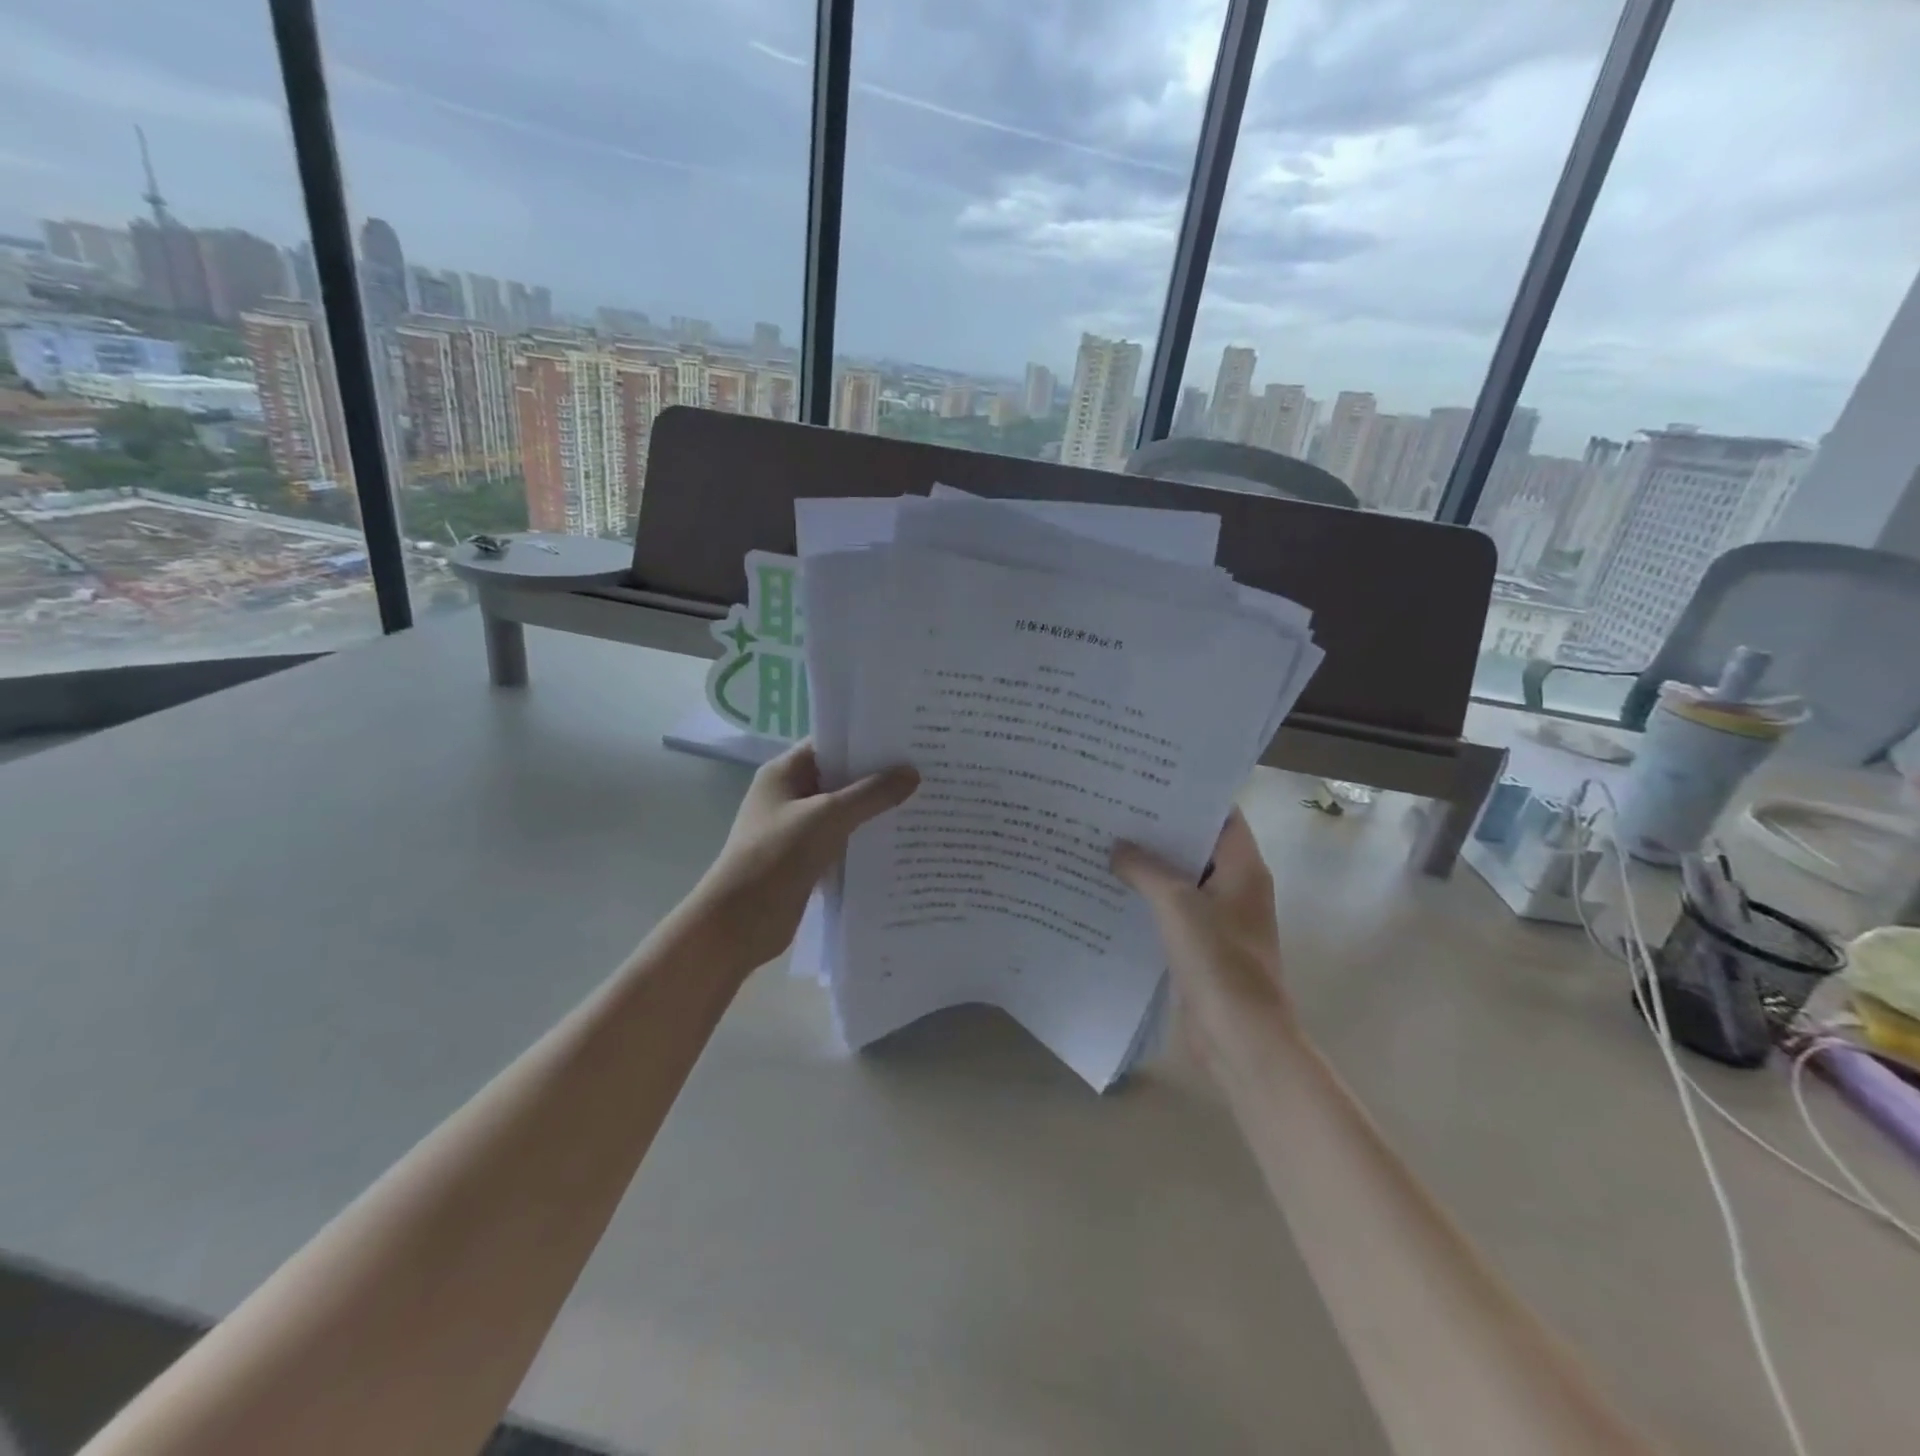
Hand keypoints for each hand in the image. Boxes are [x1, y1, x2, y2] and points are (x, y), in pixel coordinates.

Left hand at [692, 741, 918, 972]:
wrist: (739, 922)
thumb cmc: (777, 856)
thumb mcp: (827, 817)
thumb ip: (871, 794)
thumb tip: (912, 773)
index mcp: (784, 773)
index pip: (830, 744)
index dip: (865, 740)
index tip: (906, 739)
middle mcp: (789, 796)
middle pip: (839, 778)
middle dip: (877, 776)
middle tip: (924, 770)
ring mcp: (796, 829)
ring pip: (843, 812)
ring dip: (874, 811)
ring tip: (922, 802)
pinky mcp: (806, 860)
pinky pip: (842, 841)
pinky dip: (865, 840)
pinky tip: (900, 841)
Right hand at [1111, 809, 1292, 1065]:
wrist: (1241, 1038)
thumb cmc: (1218, 961)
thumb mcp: (1176, 904)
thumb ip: (1145, 869)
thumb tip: (1117, 847)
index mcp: (1244, 868)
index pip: (1221, 815)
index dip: (1189, 796)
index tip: (1147, 781)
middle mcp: (1235, 887)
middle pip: (1197, 845)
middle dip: (1159, 829)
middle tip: (1114, 808)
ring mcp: (1219, 918)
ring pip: (1181, 879)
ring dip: (1150, 865)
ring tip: (1105, 841)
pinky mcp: (1201, 945)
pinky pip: (1172, 910)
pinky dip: (1147, 898)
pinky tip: (1111, 889)